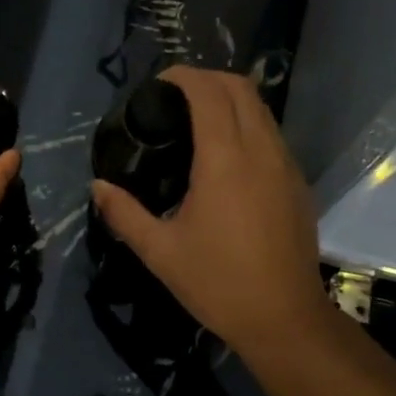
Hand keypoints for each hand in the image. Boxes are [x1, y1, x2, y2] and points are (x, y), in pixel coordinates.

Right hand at [90, 66, 333, 358]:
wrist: (284, 319)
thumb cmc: (218, 283)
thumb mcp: (159, 251)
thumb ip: (124, 213)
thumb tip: (98, 186)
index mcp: (225, 159)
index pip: (209, 92)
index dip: (183, 76)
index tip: (157, 85)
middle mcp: (261, 150)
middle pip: (241, 87)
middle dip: (207, 79)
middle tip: (174, 98)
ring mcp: (286, 165)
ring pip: (261, 109)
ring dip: (231, 100)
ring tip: (197, 120)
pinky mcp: (298, 183)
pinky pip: (272, 134)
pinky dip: (248, 124)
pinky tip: (226, 156)